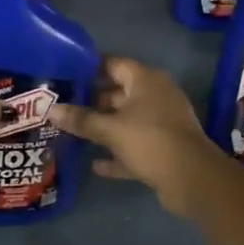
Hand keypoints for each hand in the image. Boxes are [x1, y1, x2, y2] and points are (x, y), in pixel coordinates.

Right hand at [53, 57, 236, 216]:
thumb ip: (81, 120)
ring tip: (72, 132)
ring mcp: (161, 122)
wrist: (194, 180)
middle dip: (92, 101)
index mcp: (146, 81)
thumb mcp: (111, 130)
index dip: (89, 68)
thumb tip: (50, 110)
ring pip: (125, 120)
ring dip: (103, 128)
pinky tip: (96, 164)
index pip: (113, 64)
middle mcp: (155, 95)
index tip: (65, 74)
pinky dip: (117, 153)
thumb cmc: (151, 141)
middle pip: (118, 93)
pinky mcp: (163, 147)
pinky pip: (134, 145)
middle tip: (63, 106)